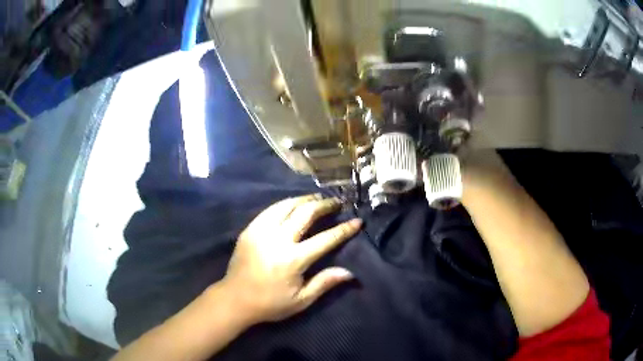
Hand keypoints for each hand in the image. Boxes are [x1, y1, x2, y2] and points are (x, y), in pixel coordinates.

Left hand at [221, 194, 361, 324]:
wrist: (235, 298)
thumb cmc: (270, 303)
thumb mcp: (301, 300)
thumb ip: (324, 283)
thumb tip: (350, 272)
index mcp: (293, 259)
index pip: (325, 239)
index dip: (344, 229)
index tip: (357, 221)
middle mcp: (278, 240)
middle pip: (305, 213)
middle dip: (324, 205)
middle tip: (336, 202)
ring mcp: (261, 231)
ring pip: (287, 205)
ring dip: (305, 199)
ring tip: (317, 198)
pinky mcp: (250, 229)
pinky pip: (270, 210)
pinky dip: (285, 204)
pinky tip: (293, 204)